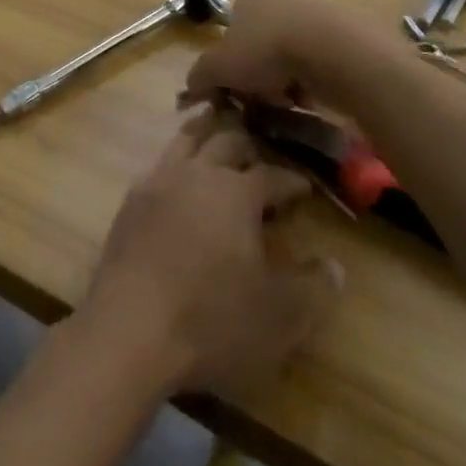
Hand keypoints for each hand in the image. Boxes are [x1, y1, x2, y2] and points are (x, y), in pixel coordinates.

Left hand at [78, 108, 342, 397]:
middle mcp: (198, 172)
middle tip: (260, 158)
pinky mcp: (130, 201)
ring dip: (205, 135)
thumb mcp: (280, 316)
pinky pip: (157, 165)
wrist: (130, 329)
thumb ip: (314, 289)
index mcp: (237, 191)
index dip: (292, 180)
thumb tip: (335, 265)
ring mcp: (159, 181)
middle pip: (226, 141)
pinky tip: (176, 179)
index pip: (272, 174)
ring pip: (186, 140)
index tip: (304, 186)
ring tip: (215, 138)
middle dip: (248, 147)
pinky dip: (174, 161)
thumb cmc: (213, 321)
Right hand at [179, 0, 326, 112]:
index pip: (230, 27)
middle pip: (258, 43)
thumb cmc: (265, 50)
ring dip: (282, 81)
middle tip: (257, 98)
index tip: (233, 84)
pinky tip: (309, 100)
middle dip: (256, 73)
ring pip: (286, 55)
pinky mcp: (340, 35)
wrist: (332, 51)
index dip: (228, 59)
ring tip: (285, 102)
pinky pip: (315, 64)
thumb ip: (200, 76)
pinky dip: (309, 83)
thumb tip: (191, 87)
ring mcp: (312, 13)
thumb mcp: (218, 67)